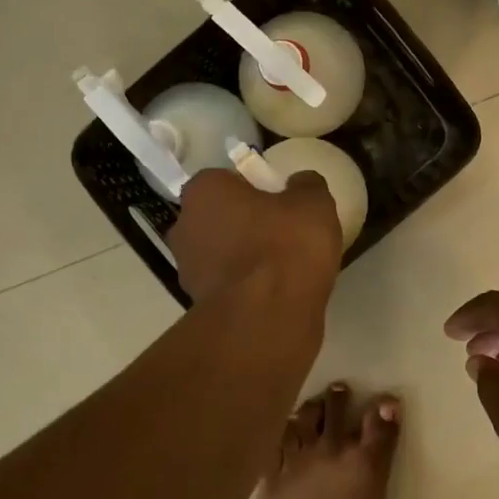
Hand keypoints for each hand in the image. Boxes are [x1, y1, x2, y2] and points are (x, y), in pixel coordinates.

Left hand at [170, 168, 342, 306]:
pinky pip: (229, 285)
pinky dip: (247, 287)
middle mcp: (184, 226)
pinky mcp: (199, 305)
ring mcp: (187, 269)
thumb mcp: (314, 203)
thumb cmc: (286, 246)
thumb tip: (300, 183)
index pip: (226, 180)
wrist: (267, 318)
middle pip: (220, 217)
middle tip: (284, 234)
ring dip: (245, 258)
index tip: (281, 203)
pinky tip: (275, 294)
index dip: (255, 189)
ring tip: (284, 269)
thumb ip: (307, 186)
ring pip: (222, 253)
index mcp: (203, 191)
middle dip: (246, 224)